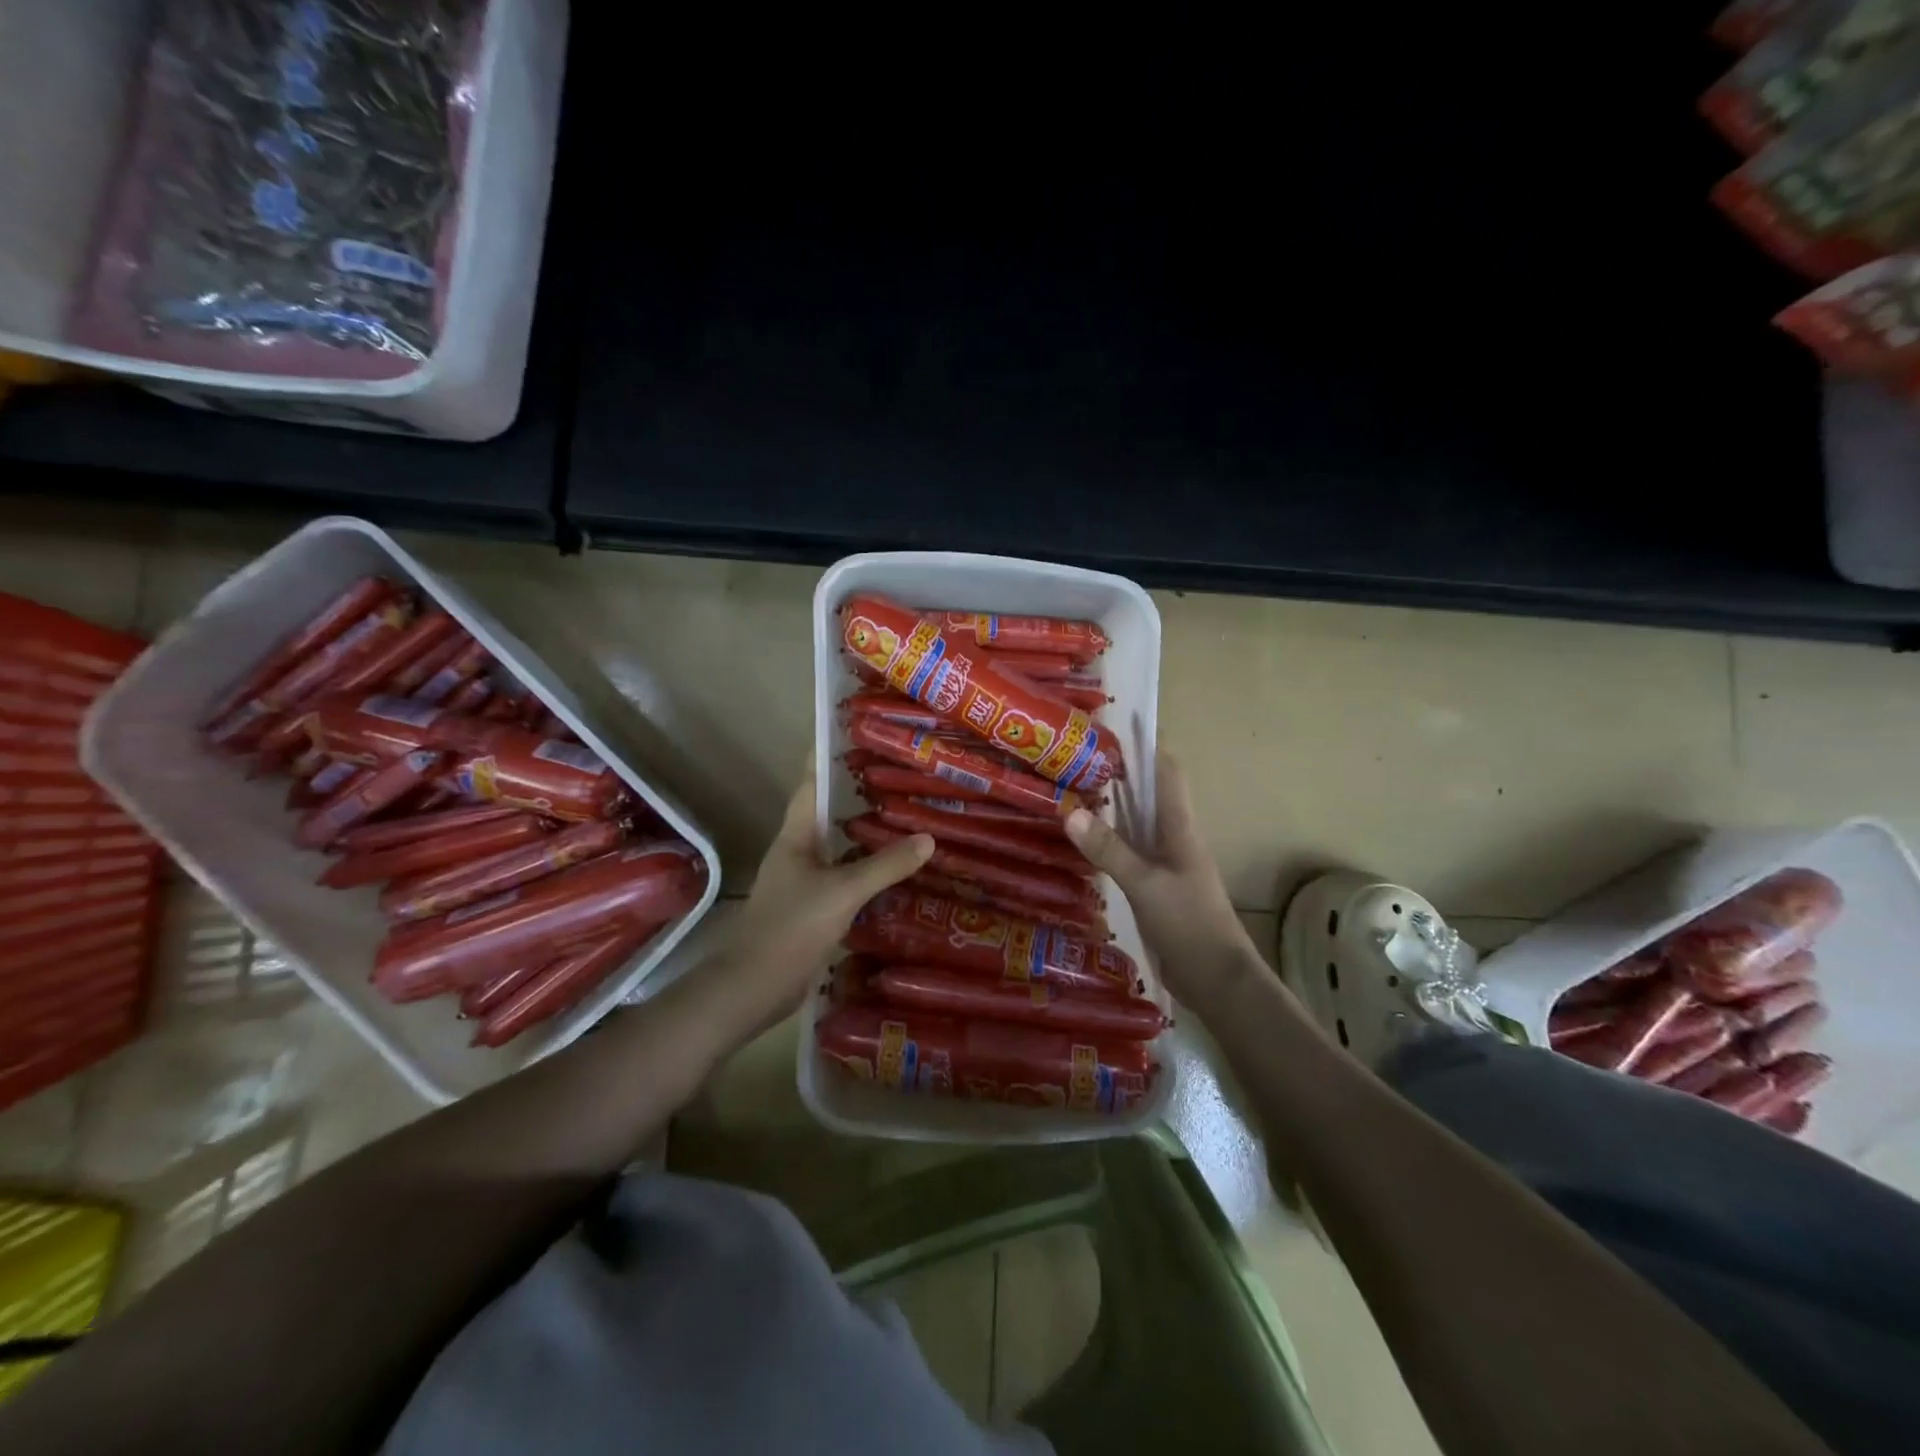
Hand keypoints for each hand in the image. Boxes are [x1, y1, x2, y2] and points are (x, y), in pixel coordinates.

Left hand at [722, 762, 932, 1024]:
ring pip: (837, 847)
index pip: (811, 784)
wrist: (754, 987)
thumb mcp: (843, 892)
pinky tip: (892, 872)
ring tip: (904, 817)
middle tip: (897, 776)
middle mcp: (797, 852)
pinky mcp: (811, 908)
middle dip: (857, 795)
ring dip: (864, 834)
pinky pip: (842, 877)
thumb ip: (885, 865)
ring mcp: (802, 881)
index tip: (853, 734)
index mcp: (795, 836)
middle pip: (828, 813)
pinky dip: (865, 870)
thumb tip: (928, 838)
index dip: (827, 757)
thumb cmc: (791, 928)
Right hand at [1064, 749, 1257, 1002]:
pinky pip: (1129, 853)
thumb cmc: (1189, 923)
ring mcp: (1165, 865)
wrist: (1217, 979)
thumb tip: (1070, 811)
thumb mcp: (1145, 884)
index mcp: (1180, 829)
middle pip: (1148, 795)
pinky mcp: (1156, 888)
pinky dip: (1108, 841)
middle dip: (1119, 774)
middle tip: (1078, 758)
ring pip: (1136, 825)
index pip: (1168, 774)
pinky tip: (1084, 843)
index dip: (1147, 747)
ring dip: (1111, 808)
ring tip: (1072, 791)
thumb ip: (1109, 849)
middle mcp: (1174, 839)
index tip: (1117, 727)